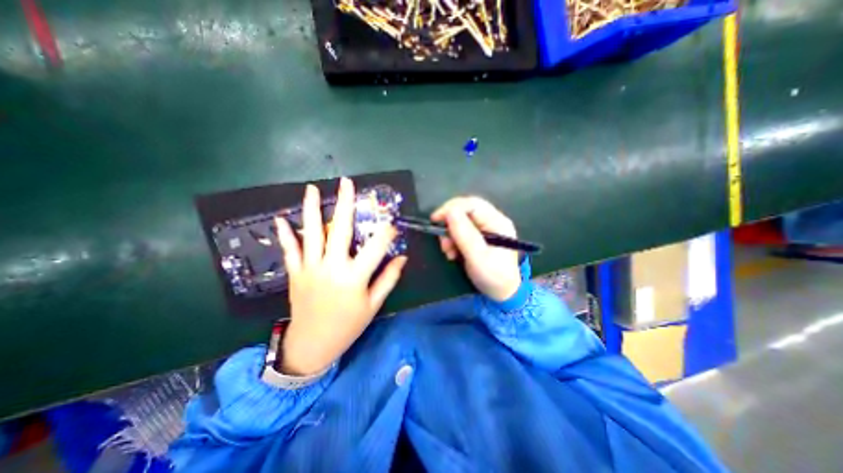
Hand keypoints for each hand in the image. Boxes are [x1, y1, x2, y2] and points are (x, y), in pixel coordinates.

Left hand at [278, 178, 408, 375]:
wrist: (313, 344)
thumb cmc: (348, 325)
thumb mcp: (373, 305)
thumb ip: (388, 279)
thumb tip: (402, 258)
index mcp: (354, 277)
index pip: (376, 247)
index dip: (386, 233)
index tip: (392, 223)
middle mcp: (332, 267)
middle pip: (340, 230)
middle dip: (345, 203)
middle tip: (346, 182)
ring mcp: (311, 268)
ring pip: (312, 233)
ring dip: (312, 209)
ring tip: (312, 189)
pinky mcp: (296, 273)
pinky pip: (290, 250)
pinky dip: (285, 235)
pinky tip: (280, 219)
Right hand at [431, 197, 524, 300]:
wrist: (503, 294)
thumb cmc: (493, 276)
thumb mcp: (478, 257)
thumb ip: (464, 234)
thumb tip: (450, 211)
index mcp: (497, 222)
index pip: (472, 204)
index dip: (452, 208)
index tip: (435, 219)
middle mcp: (492, 221)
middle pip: (465, 211)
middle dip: (450, 224)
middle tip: (443, 242)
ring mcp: (486, 229)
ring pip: (461, 221)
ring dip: (450, 234)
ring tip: (448, 252)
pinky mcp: (479, 237)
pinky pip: (461, 231)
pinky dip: (453, 240)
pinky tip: (452, 253)